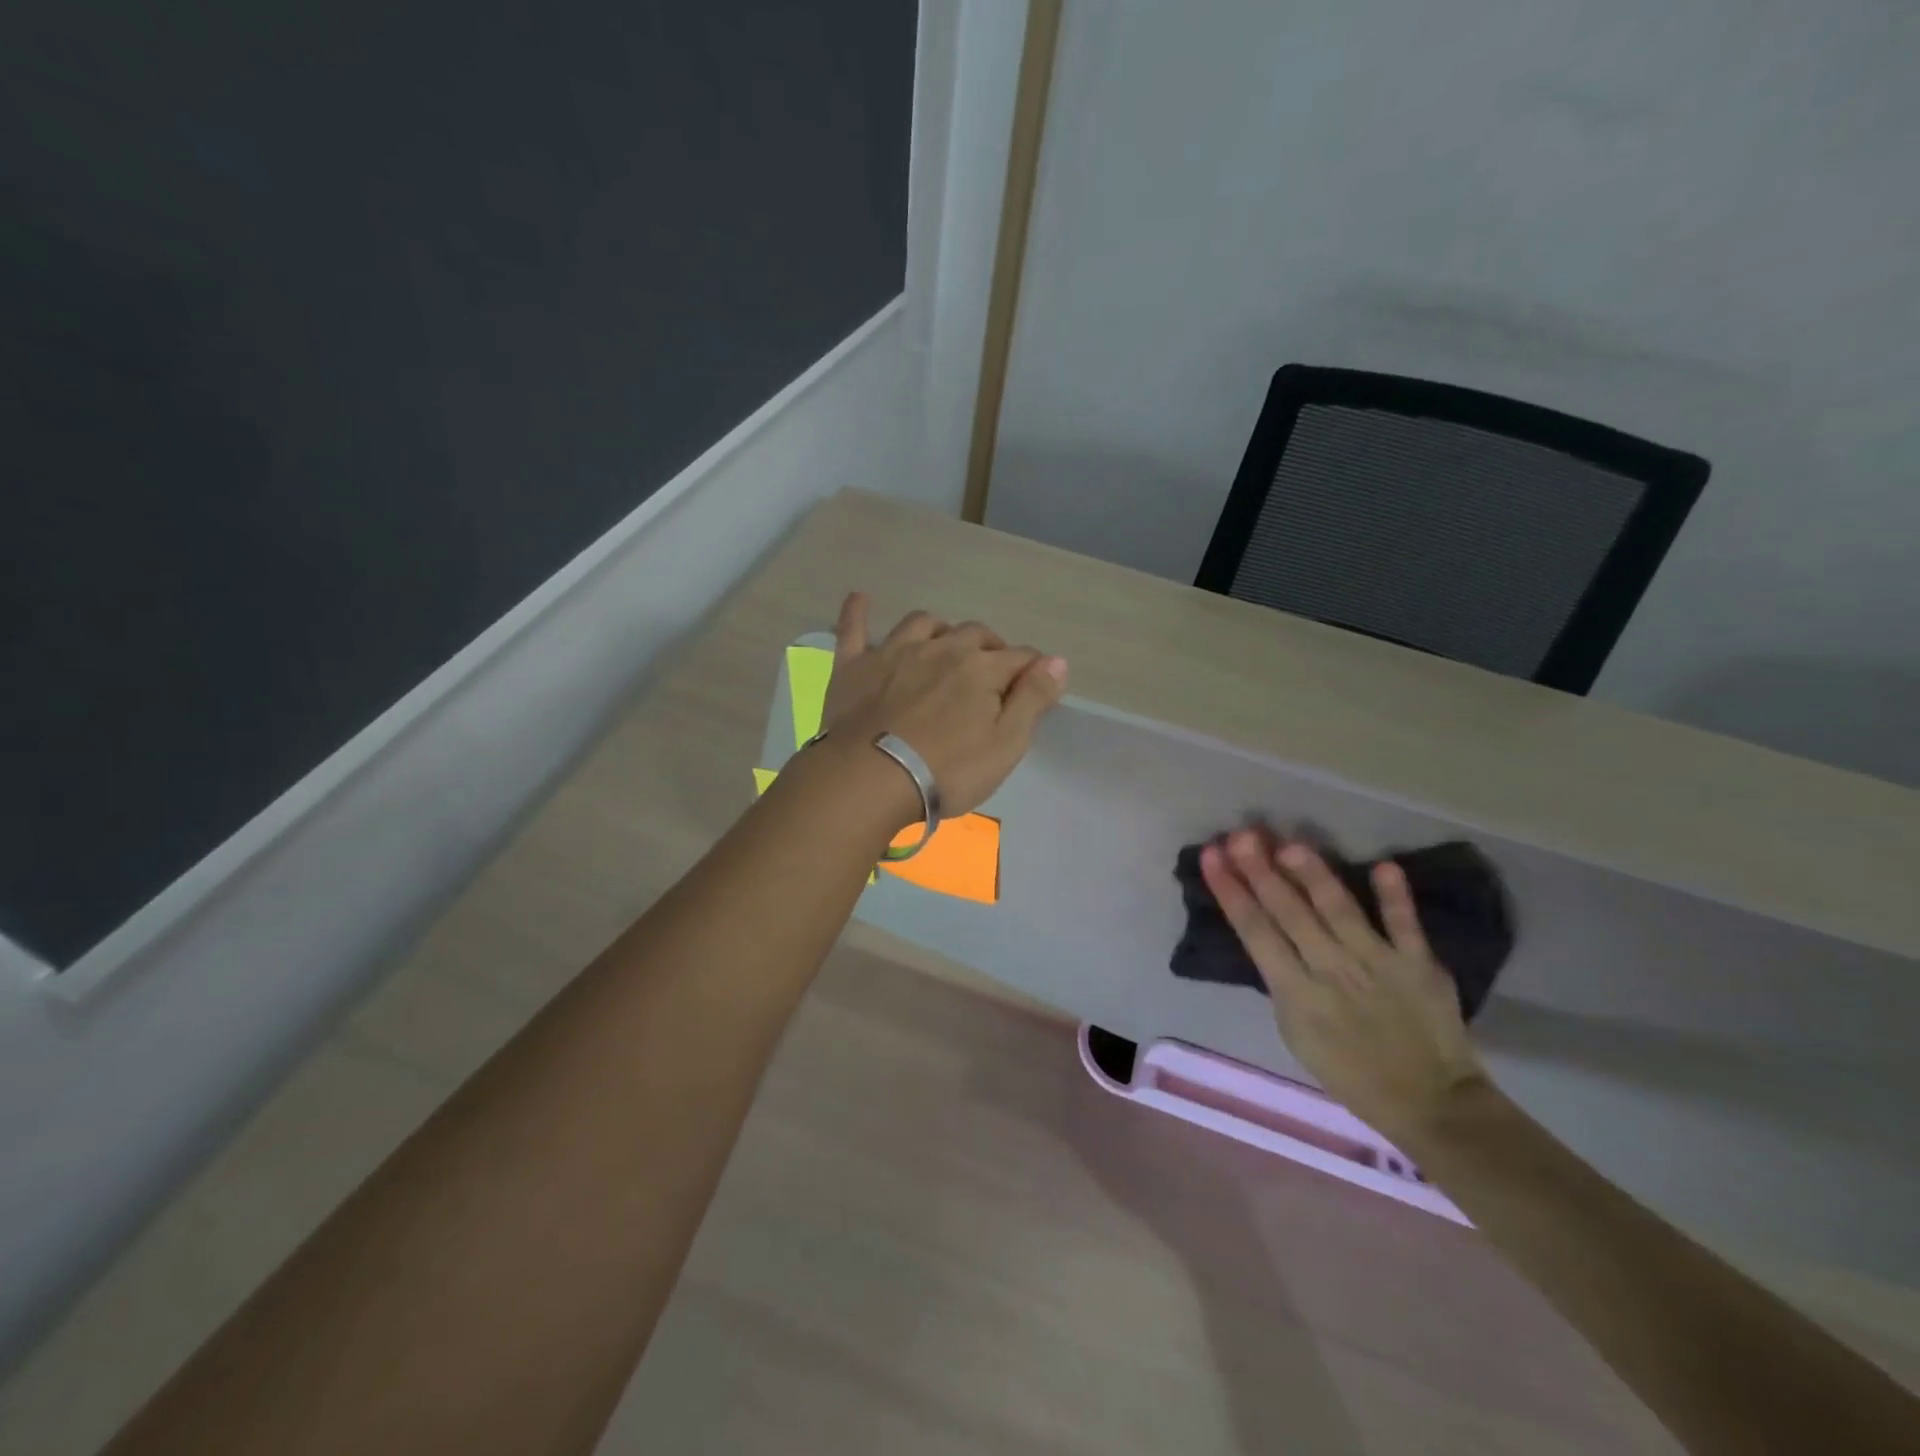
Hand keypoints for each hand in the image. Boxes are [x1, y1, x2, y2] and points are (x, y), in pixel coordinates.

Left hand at [817, 593, 1067, 817]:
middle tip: (990, 674)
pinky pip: (854, 628)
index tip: (1034, 686)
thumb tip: (1056, 661)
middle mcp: (941, 648)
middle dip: (989, 648)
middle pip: (974, 634)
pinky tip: (861, 598)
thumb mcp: (1006, 744)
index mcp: (980, 668)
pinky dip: (859, 612)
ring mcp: (894, 652)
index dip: (1032, 669)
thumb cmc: (947, 770)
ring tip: (943, 646)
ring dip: (940, 630)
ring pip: (923, 623)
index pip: (1019, 657)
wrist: (869, 778)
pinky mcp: (854, 665)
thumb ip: (1033, 699)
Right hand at [1199, 830, 1487, 1144]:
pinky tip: (1383, 865)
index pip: (1254, 931)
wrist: (1430, 1104)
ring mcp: (1377, 963)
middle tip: (1241, 835)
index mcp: (1295, 993)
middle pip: (1289, 912)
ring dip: (1313, 875)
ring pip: (1339, 909)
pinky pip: (1405, 925)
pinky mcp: (1418, 964)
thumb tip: (1270, 937)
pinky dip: (1395, 897)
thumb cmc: (1350, 1072)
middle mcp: (1331, 970)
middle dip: (1260, 870)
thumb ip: (1283, 983)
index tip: (1212, 856)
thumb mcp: (1296, 1034)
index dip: (1230, 891)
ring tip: (1290, 844)